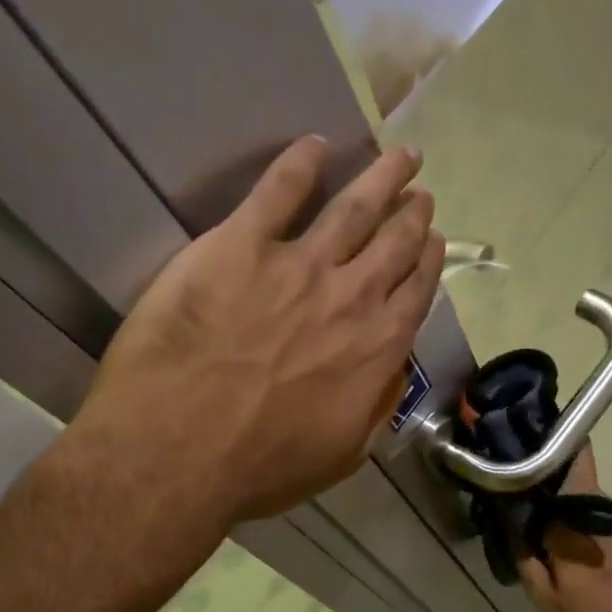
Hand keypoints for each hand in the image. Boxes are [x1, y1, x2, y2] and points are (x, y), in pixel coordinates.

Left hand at [75, 136, 442, 523]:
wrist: (179, 450)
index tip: (431, 239)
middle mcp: (349, 296)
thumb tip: (392, 368)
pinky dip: (300, 163)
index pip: (415, 291)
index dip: (427, 260)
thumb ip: (376, 406)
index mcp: (376, 348)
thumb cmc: (259, 466)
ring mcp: (296, 265)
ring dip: (381, 177)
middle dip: (411, 211)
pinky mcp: (239, 245)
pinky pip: (278, 190)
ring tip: (398, 156)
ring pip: (353, 207)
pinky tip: (314, 145)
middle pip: (392, 241)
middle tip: (419, 190)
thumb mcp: (341, 455)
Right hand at [516, 448, 611, 611]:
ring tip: (522, 505)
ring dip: (552, 495)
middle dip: (540, 468)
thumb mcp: (548, 599)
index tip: (517, 436)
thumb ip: (525, 560)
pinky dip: (567, 514)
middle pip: (568, 470)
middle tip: (508, 476)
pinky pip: (586, 511)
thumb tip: (510, 529)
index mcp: (576, 513)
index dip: (544, 443)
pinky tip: (550, 533)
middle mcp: (597, 505)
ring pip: (575, 492)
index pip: (570, 458)